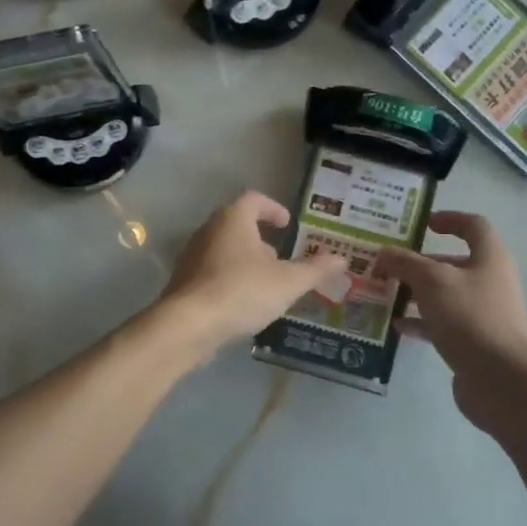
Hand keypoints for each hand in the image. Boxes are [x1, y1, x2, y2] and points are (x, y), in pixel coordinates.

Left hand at [161, 191, 349, 349]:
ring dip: (245, 259)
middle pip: (237, 223)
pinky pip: (212, 271)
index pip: (254, 200)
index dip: (273, 209)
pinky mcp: (184, 281)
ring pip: (224, 248)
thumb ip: (315, 269)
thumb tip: (342, 259)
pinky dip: (230, 278)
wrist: (188, 325)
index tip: (287, 224)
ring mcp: (192, 255)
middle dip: (260, 238)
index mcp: (233, 218)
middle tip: (280, 255)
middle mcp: (209, 229)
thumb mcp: (288, 282)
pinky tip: (244, 301)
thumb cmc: (242, 291)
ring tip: (266, 282)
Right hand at [373, 210, 526, 430]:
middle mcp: (490, 281)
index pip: (473, 225)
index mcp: (490, 258)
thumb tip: (383, 253)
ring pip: (445, 294)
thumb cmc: (470, 317)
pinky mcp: (474, 341)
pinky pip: (443, 323)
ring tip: (385, 293)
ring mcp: (484, 313)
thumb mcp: (431, 281)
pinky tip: (396, 326)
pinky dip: (420, 321)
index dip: (449, 219)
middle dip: (420, 262)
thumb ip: (404, 263)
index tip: (422, 224)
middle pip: (454, 262)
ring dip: (416, 292)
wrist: (501, 381)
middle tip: (389, 264)